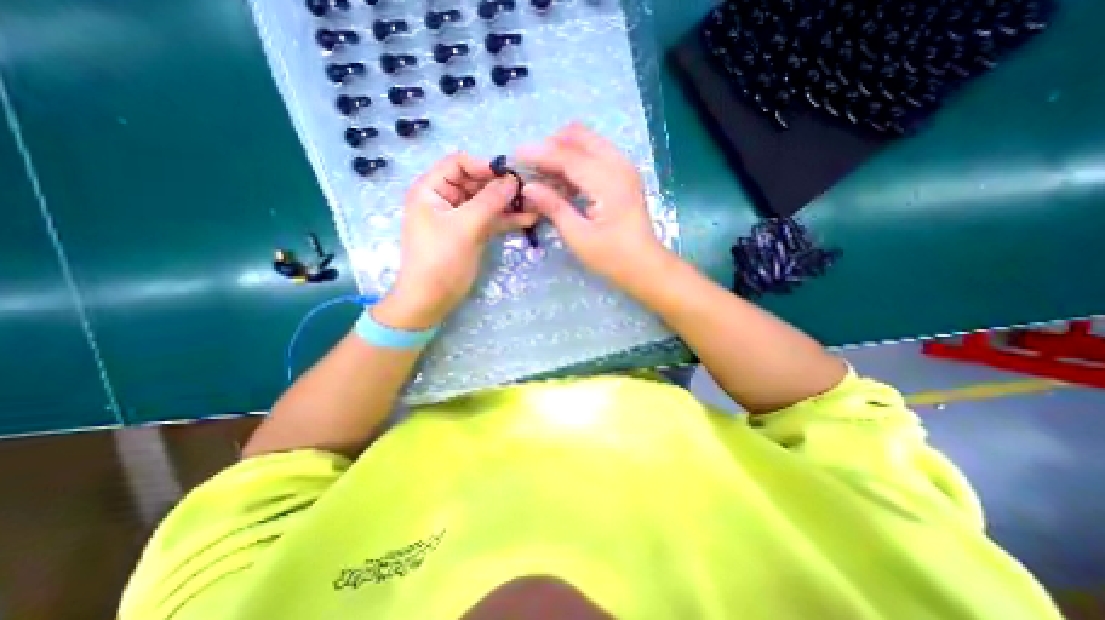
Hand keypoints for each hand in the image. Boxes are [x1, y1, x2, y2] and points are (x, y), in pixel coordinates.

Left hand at [376, 152, 540, 328]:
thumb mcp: (465, 227)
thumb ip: (490, 201)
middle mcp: (445, 198)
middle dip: (502, 186)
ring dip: (509, 203)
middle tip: (530, 190)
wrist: (431, 300)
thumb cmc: (441, 260)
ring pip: (487, 202)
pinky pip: (491, 220)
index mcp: (431, 189)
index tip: (512, 175)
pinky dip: (507, 219)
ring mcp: (461, 217)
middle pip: (477, 182)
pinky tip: (529, 218)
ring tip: (536, 204)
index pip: (460, 163)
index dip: (485, 166)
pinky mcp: (472, 233)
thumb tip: (513, 179)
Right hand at [520, 124, 672, 292]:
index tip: (515, 155)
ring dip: (563, 151)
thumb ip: (554, 207)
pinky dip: (576, 160)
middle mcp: (618, 164)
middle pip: (579, 136)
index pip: (568, 155)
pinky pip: (595, 154)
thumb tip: (528, 187)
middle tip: (532, 166)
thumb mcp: (578, 236)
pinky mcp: (623, 174)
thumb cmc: (612, 256)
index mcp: (608, 181)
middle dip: (552, 145)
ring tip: (544, 175)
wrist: (644, 265)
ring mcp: (624, 167)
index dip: (539, 153)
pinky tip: (563, 181)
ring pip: (588, 141)